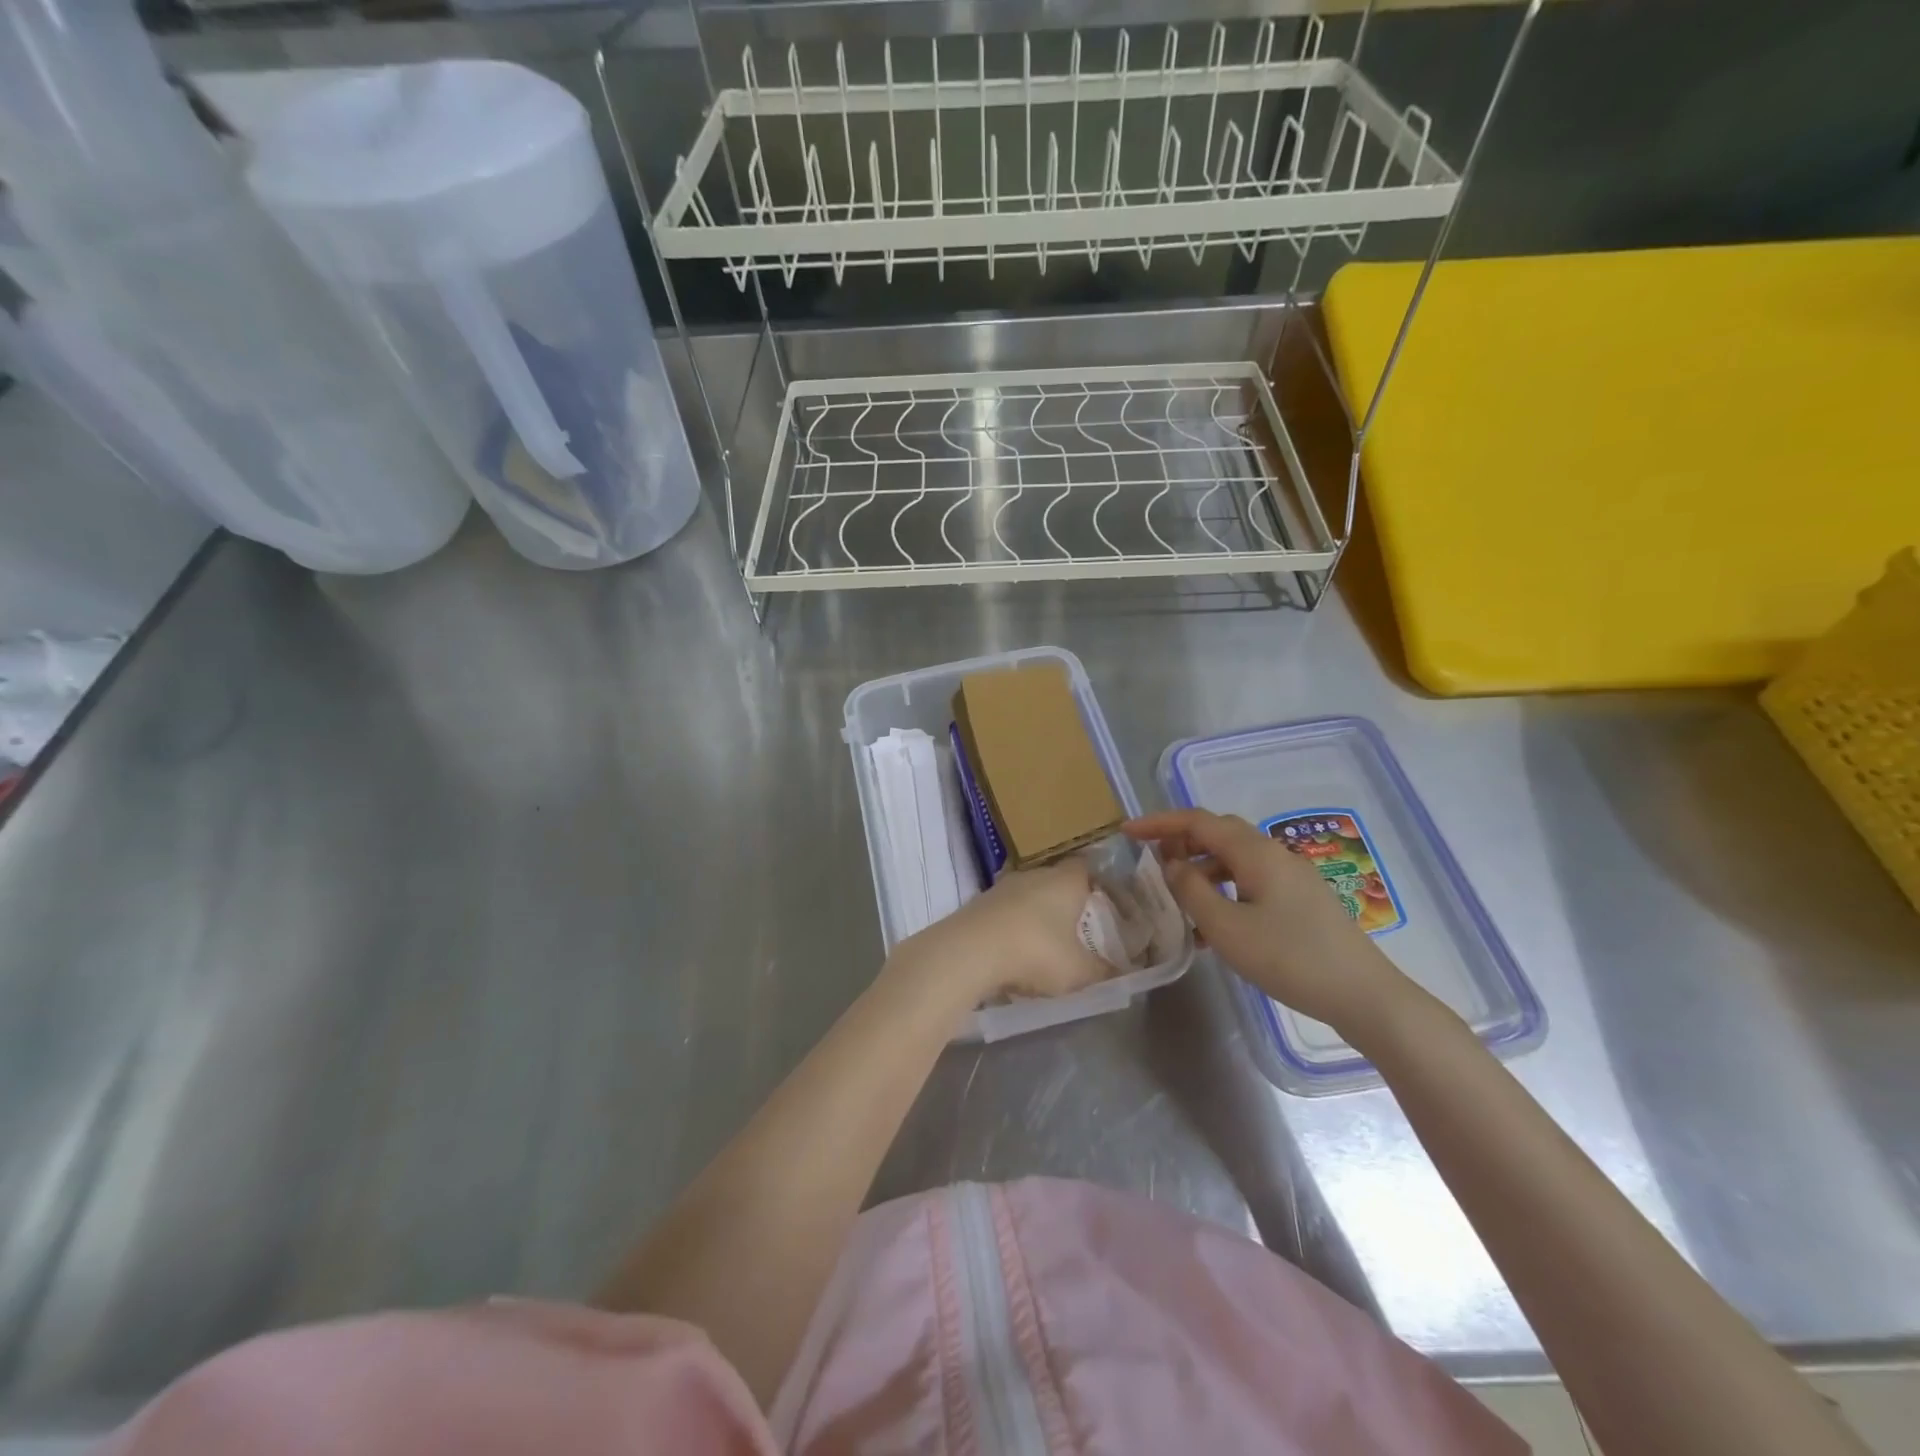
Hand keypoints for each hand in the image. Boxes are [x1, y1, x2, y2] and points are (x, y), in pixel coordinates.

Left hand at [889, 857, 1109, 1007]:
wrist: (969, 951)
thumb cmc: (1036, 951)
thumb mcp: (1078, 971)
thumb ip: (1103, 972)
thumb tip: (1122, 973)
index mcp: (1065, 880)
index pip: (1087, 867)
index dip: (1097, 882)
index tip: (1105, 901)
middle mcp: (1034, 874)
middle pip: (1056, 879)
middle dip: (1066, 900)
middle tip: (1079, 926)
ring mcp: (1002, 887)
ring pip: (1028, 894)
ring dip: (1036, 913)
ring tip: (1046, 941)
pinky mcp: (979, 903)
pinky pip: (1005, 910)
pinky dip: (1013, 925)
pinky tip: (1014, 949)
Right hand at [1125, 809, 1407, 1034]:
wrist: (1363, 995)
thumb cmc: (1289, 958)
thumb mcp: (1227, 927)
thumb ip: (1191, 890)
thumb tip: (1171, 864)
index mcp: (1255, 852)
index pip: (1198, 821)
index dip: (1159, 822)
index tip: (1127, 832)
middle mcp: (1274, 854)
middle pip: (1218, 834)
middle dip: (1180, 841)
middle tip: (1151, 860)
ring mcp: (1292, 877)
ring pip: (1235, 859)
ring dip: (1201, 870)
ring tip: (1178, 899)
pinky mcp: (1301, 900)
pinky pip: (1251, 881)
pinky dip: (1224, 891)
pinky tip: (1213, 926)